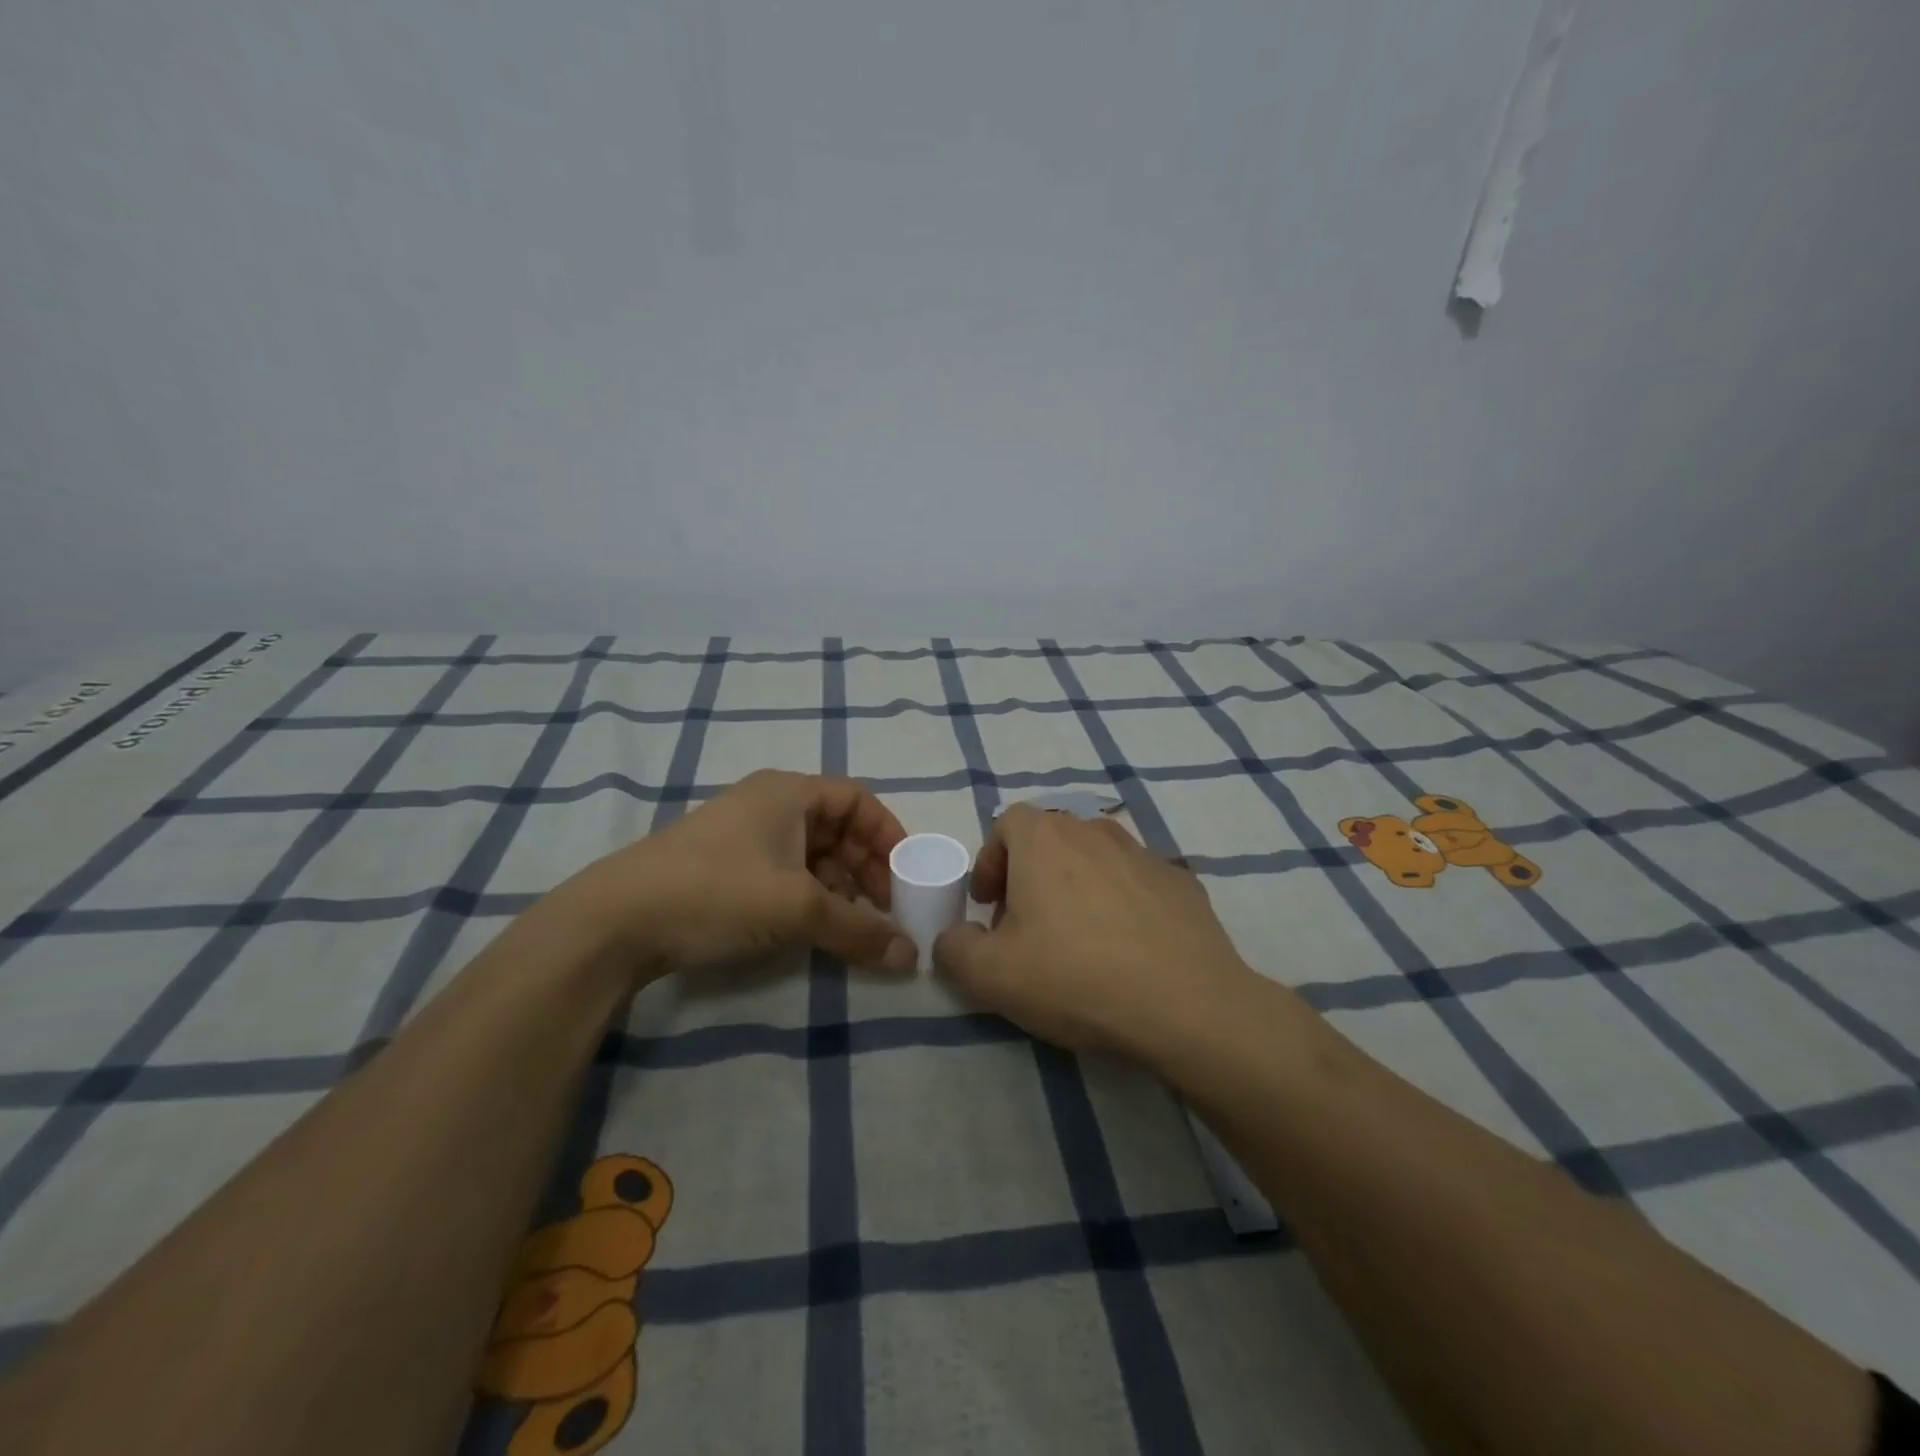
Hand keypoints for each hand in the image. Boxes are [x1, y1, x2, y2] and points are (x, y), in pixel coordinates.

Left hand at [554, 770, 915, 981]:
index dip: (888, 834)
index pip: (858, 799)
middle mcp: (767, 803)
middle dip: (866, 866)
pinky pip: (782, 871)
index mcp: (789, 792)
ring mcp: (741, 834)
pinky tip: (810, 927)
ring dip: (838, 885)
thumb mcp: (797, 909)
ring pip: (810, 852)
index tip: (907, 875)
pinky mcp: (722, 866)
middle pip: (836, 826)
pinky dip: (807, 895)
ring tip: (849, 923)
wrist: (615, 921)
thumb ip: (859, 931)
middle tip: (883, 908)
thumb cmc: (717, 892)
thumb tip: (911, 958)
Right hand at [932, 805, 1257, 1056]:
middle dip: (1029, 875)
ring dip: (1076, 886)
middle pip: (1050, 838)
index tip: (988, 906)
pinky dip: (1122, 903)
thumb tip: (953, 939)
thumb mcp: (990, 975)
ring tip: (1078, 938)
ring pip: (1095, 858)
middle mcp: (1094, 831)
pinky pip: (1137, 882)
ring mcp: (1144, 853)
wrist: (1186, 1004)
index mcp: (1045, 839)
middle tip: (1026, 926)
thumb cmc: (1075, 976)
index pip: (1006, 823)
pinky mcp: (1182, 882)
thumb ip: (954, 949)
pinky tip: (1128, 949)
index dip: (990, 860)